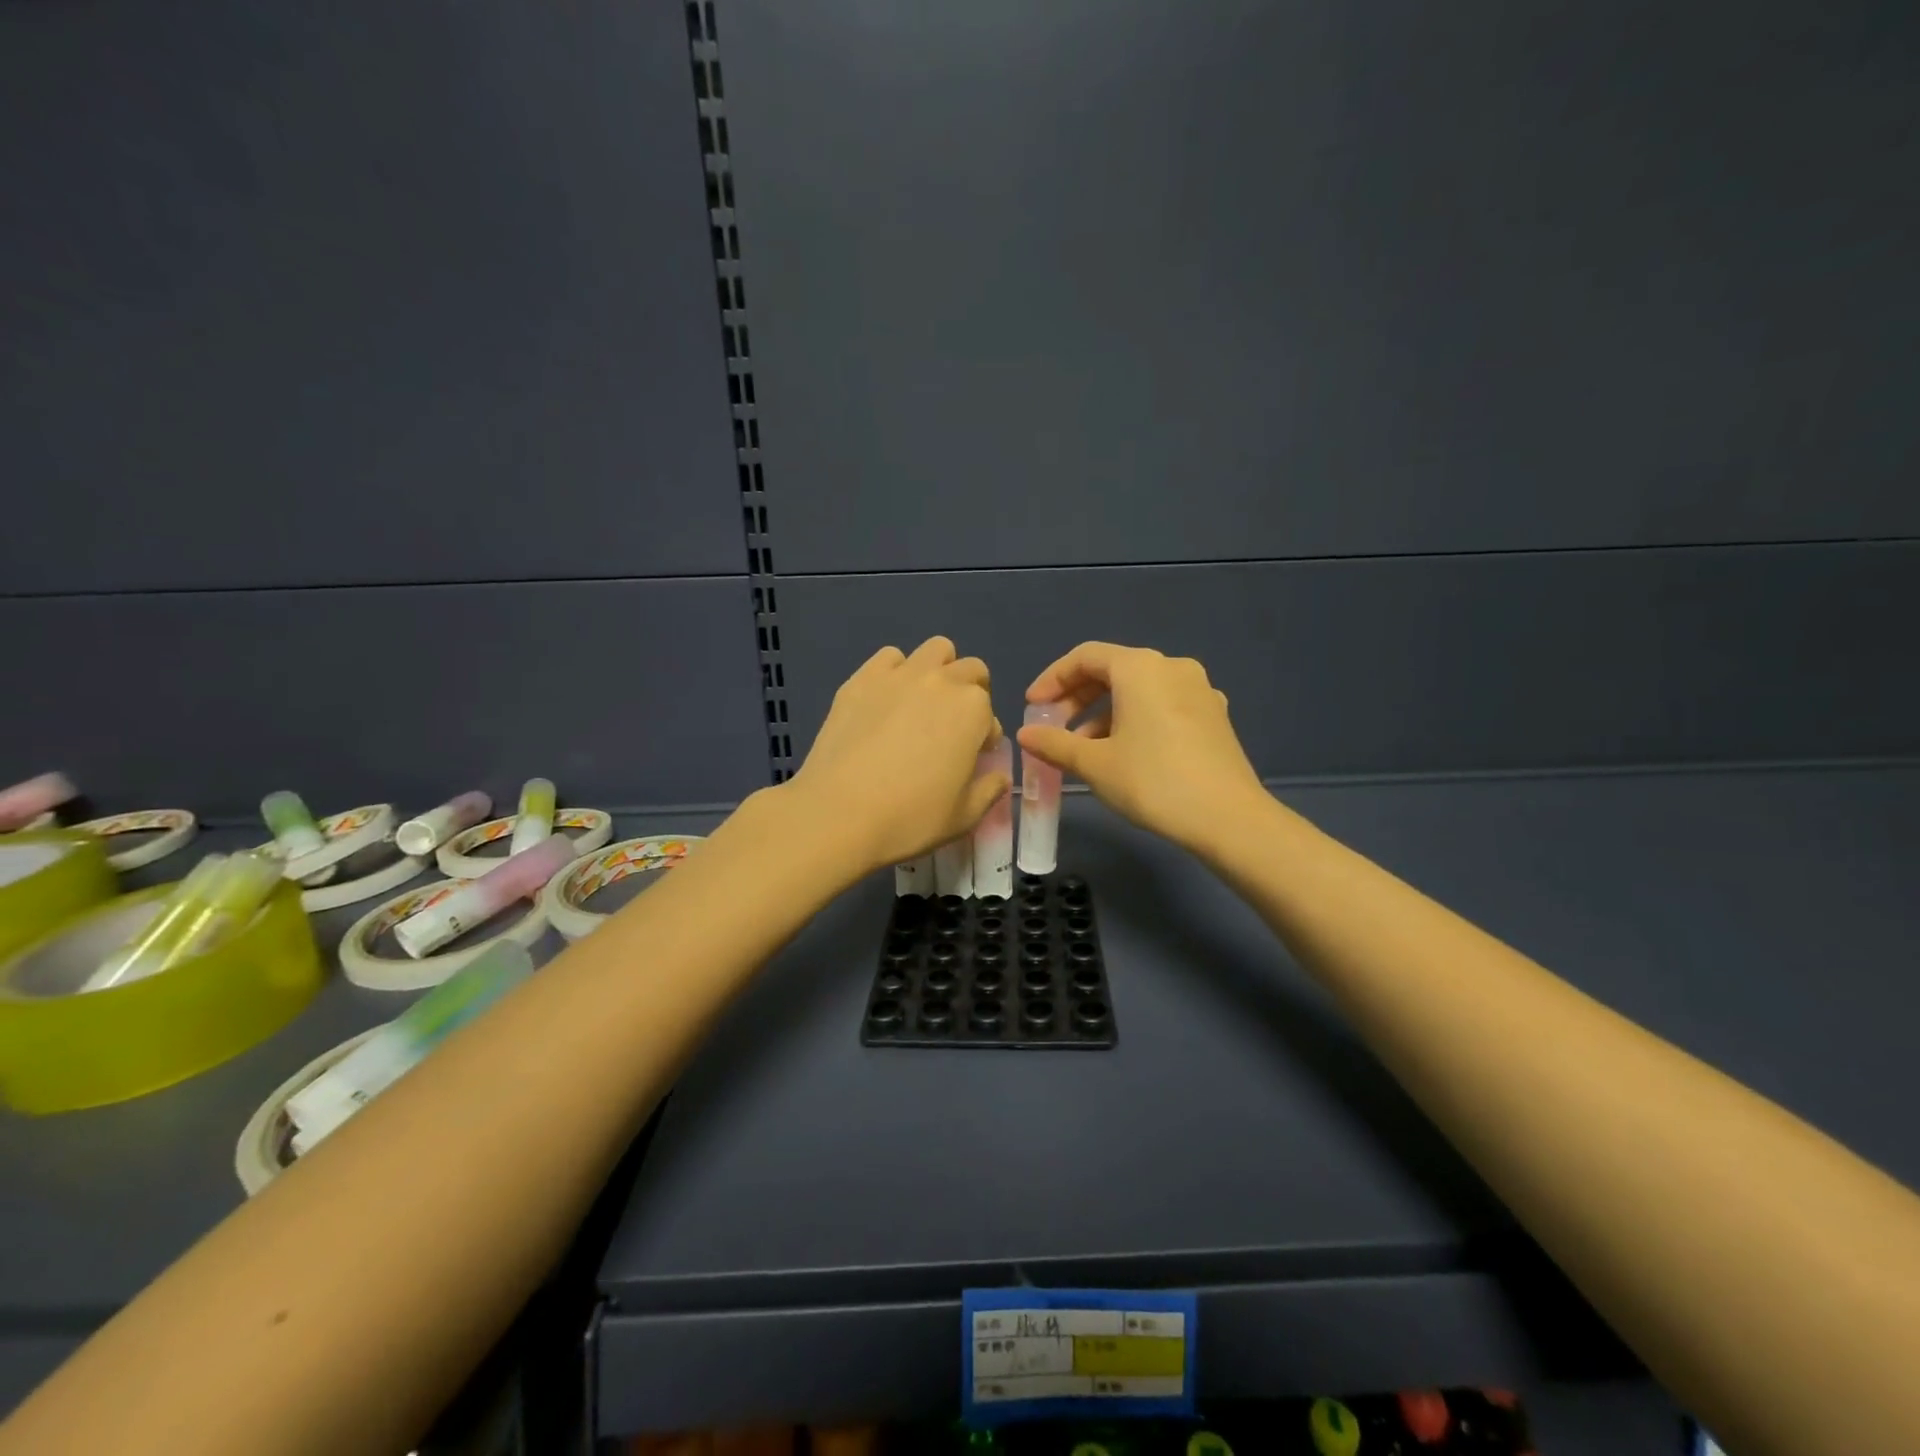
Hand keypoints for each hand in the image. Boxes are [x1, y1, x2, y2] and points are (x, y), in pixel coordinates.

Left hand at [785, 637, 1008, 875]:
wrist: (839, 813)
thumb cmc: (910, 818)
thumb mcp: (964, 817)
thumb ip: (989, 790)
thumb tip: (998, 776)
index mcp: (973, 710)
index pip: (990, 715)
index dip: (983, 738)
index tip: (970, 758)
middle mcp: (941, 681)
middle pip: (971, 670)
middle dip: (970, 693)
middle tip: (952, 727)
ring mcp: (899, 675)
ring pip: (936, 650)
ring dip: (939, 670)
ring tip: (923, 703)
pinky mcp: (861, 679)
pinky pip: (889, 657)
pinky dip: (896, 671)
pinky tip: (886, 701)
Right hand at [1019, 642, 1264, 853]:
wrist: (1228, 818)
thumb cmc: (1153, 781)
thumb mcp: (1094, 764)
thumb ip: (1055, 743)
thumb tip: (1026, 734)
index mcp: (1140, 668)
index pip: (1085, 657)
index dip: (1052, 679)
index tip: (1032, 707)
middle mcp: (1172, 667)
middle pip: (1113, 670)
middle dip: (1077, 698)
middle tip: (1053, 729)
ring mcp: (1199, 690)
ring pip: (1138, 690)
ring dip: (1104, 713)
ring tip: (1084, 750)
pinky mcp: (1213, 716)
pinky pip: (1162, 705)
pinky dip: (1134, 720)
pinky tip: (1124, 753)